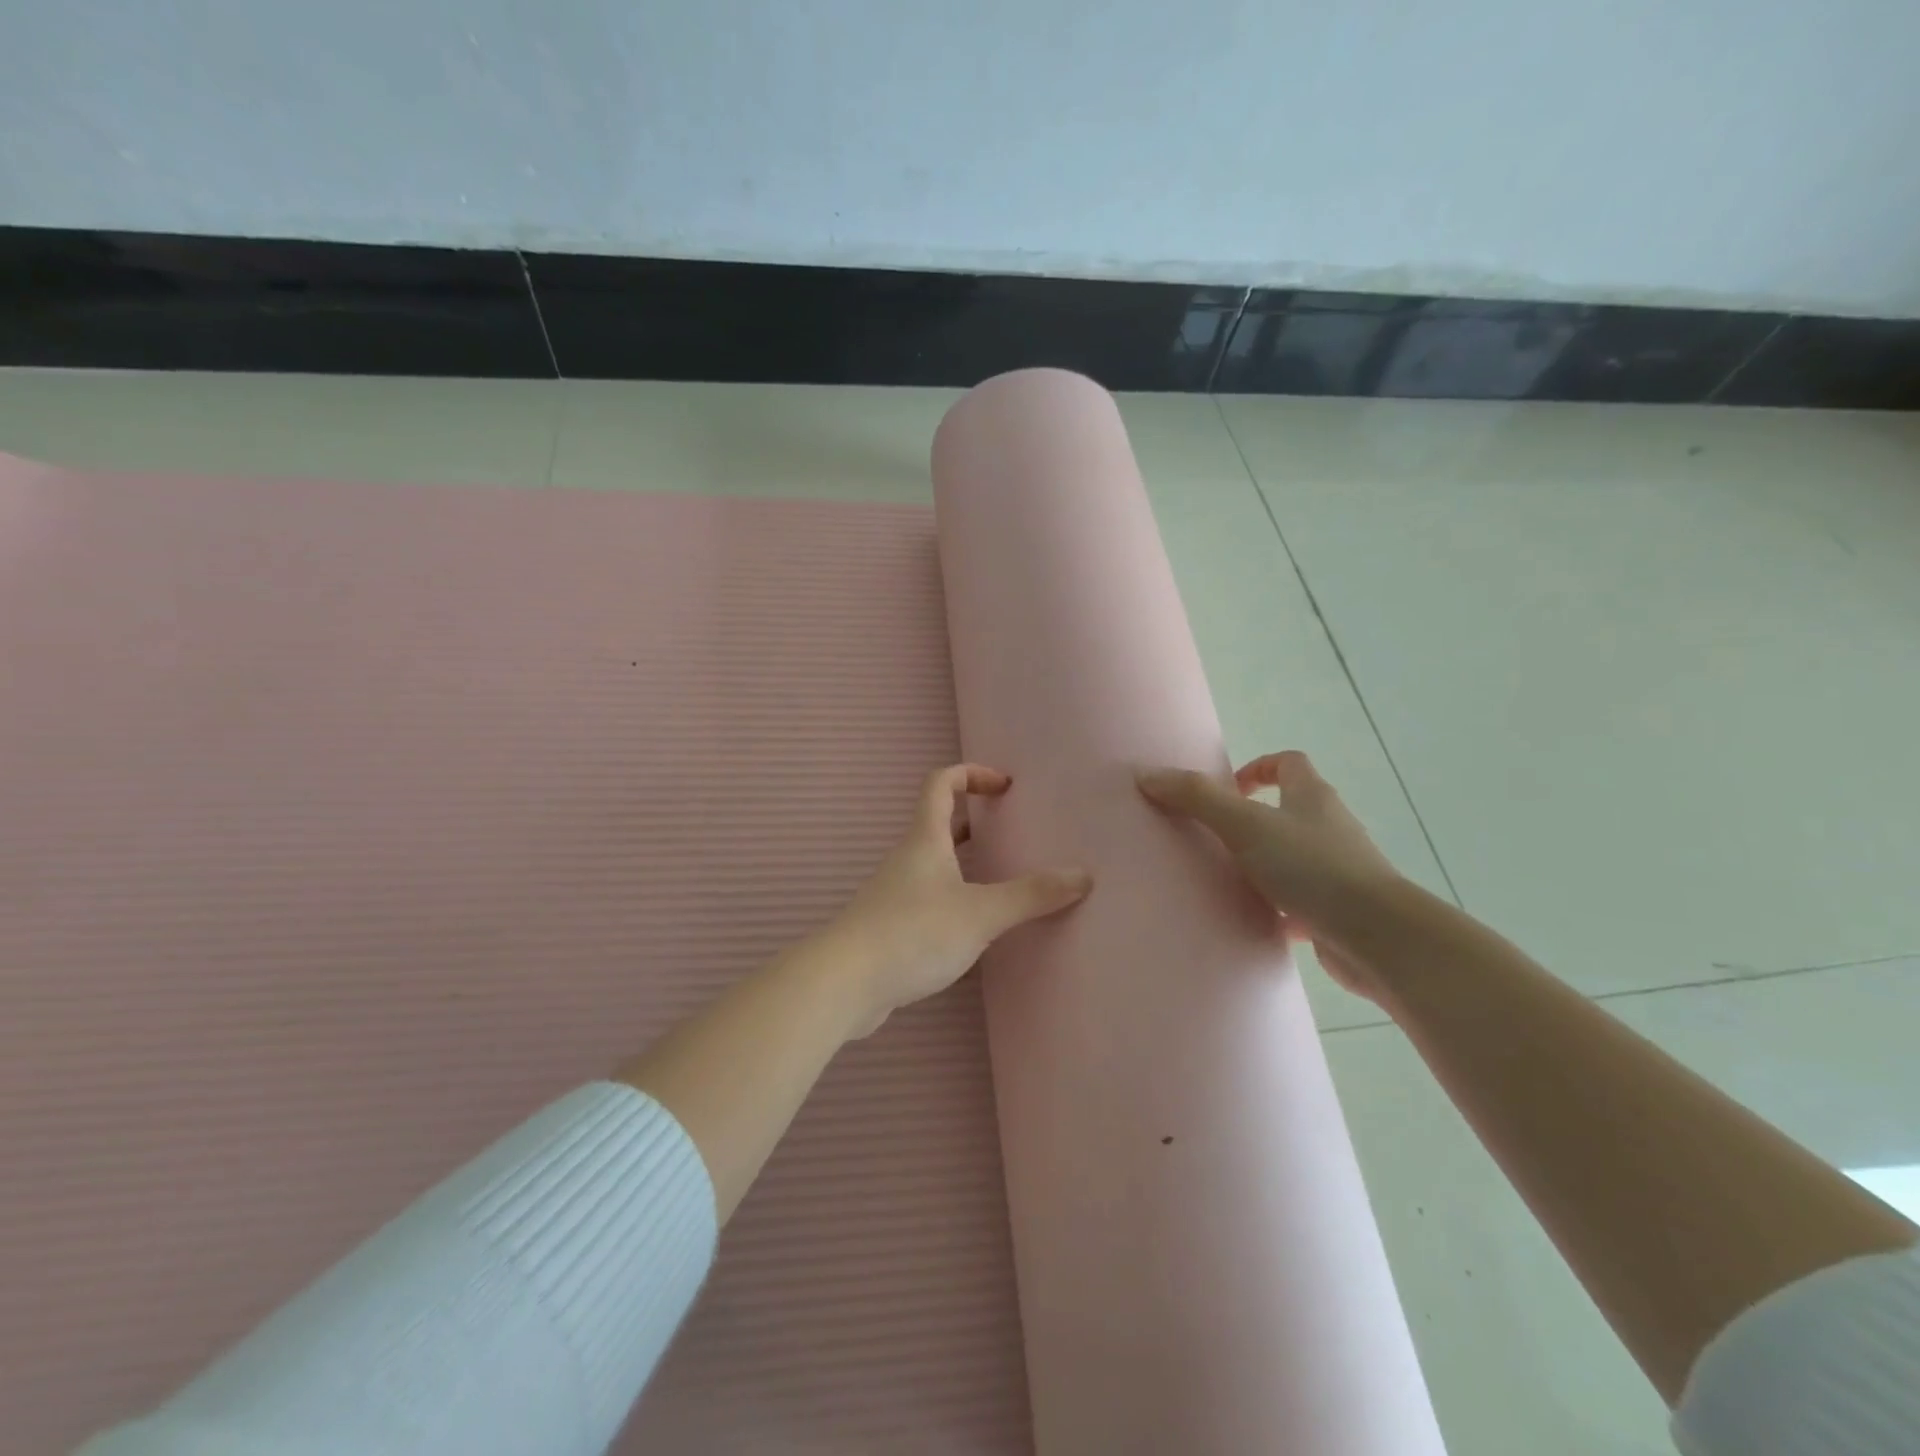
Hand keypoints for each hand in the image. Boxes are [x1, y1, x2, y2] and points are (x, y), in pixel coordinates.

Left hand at [821, 764, 1091, 1034]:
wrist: (844, 983)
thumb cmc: (913, 933)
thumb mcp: (980, 913)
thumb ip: (1030, 895)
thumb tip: (1082, 876)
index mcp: (925, 840)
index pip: (941, 783)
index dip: (972, 773)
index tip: (1005, 786)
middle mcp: (908, 858)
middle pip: (939, 822)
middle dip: (975, 820)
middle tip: (1012, 832)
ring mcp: (895, 893)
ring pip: (934, 863)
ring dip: (965, 862)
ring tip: (1002, 878)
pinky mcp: (890, 926)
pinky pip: (928, 898)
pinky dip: (954, 897)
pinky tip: (974, 926)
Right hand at [1137, 751, 1399, 1000]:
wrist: (1376, 936)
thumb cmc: (1311, 867)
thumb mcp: (1245, 825)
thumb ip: (1196, 799)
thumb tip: (1147, 775)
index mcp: (1312, 798)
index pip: (1290, 763)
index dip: (1259, 768)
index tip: (1228, 789)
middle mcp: (1330, 828)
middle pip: (1292, 810)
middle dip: (1255, 820)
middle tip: (1216, 837)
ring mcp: (1338, 871)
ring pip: (1295, 858)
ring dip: (1265, 865)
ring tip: (1227, 880)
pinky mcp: (1338, 911)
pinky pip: (1301, 903)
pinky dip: (1278, 909)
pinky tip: (1254, 922)